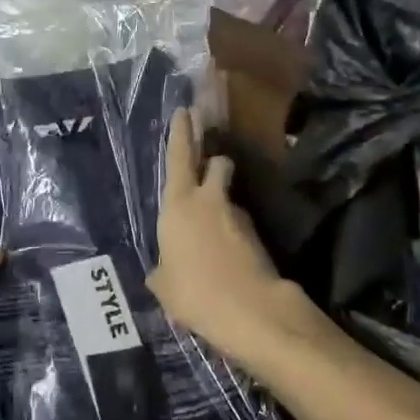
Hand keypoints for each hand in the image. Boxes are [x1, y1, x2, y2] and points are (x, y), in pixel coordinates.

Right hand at [148, 109, 297, 366]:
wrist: (249, 308)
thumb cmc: (193, 290)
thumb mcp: (164, 285)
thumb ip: (162, 270)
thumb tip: (162, 270)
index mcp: (179, 204)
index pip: (179, 157)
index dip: (181, 133)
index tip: (185, 111)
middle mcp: (208, 200)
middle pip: (213, 162)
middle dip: (210, 155)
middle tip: (207, 152)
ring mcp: (236, 215)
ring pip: (228, 193)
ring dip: (222, 197)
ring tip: (213, 221)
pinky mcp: (257, 234)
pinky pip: (238, 223)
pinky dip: (231, 230)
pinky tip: (225, 254)